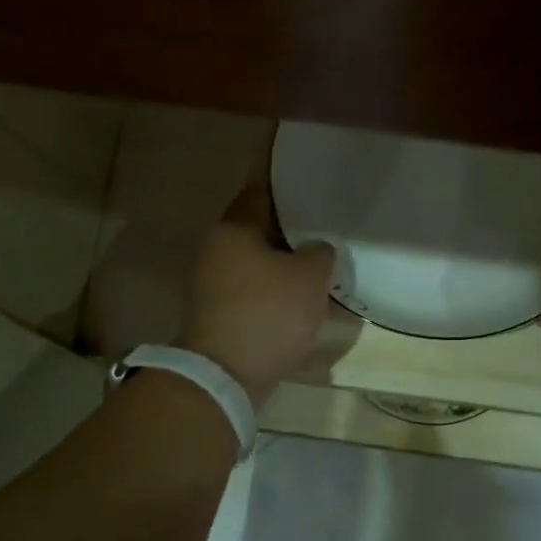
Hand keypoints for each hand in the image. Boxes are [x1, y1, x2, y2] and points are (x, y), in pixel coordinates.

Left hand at [180, 182, 336, 405]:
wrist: (226, 374)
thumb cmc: (268, 314)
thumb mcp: (309, 278)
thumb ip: (320, 253)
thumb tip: (317, 248)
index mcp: (235, 227)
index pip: (262, 187)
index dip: (286, 176)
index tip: (306, 166)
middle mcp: (218, 246)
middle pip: (260, 223)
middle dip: (291, 220)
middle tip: (325, 212)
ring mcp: (215, 280)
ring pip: (258, 256)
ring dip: (286, 255)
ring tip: (321, 250)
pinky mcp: (221, 309)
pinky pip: (256, 284)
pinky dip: (277, 282)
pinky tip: (303, 287)